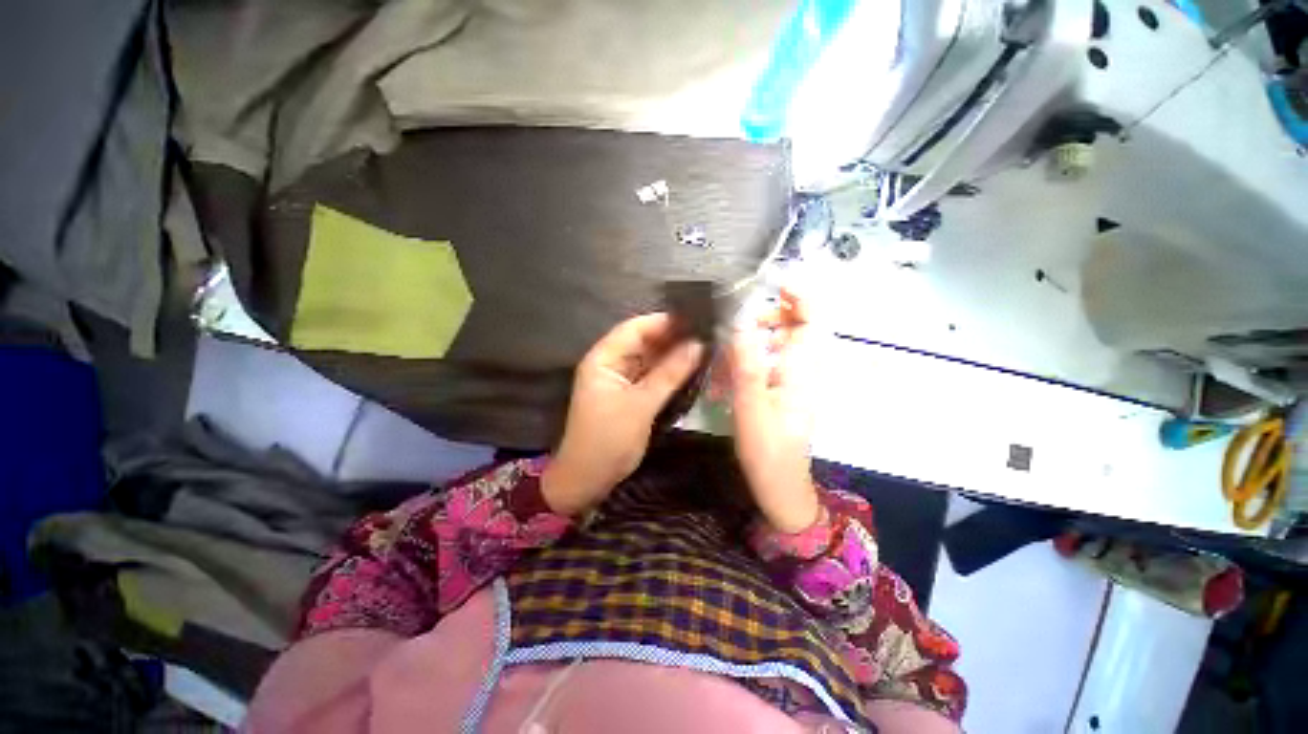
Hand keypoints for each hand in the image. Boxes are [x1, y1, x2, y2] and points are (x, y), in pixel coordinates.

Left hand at [543, 313, 703, 516]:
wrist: (588, 480)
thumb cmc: (608, 440)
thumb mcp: (640, 405)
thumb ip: (669, 374)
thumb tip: (698, 345)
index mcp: (603, 359)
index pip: (634, 329)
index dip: (664, 322)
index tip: (695, 318)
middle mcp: (610, 363)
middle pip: (643, 342)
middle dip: (672, 337)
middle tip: (707, 332)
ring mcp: (621, 380)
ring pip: (650, 359)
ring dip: (673, 355)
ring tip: (706, 346)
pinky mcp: (630, 395)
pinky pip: (652, 376)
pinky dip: (669, 372)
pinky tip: (691, 367)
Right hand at [728, 289, 820, 532]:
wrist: (780, 488)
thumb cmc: (768, 451)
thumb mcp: (751, 407)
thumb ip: (746, 365)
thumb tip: (740, 322)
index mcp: (802, 370)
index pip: (813, 320)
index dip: (800, 296)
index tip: (772, 284)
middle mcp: (803, 370)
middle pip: (797, 326)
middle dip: (769, 317)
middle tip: (739, 325)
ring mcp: (794, 381)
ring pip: (780, 344)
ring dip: (755, 341)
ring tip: (728, 355)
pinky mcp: (783, 392)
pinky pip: (770, 363)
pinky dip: (751, 360)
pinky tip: (729, 377)